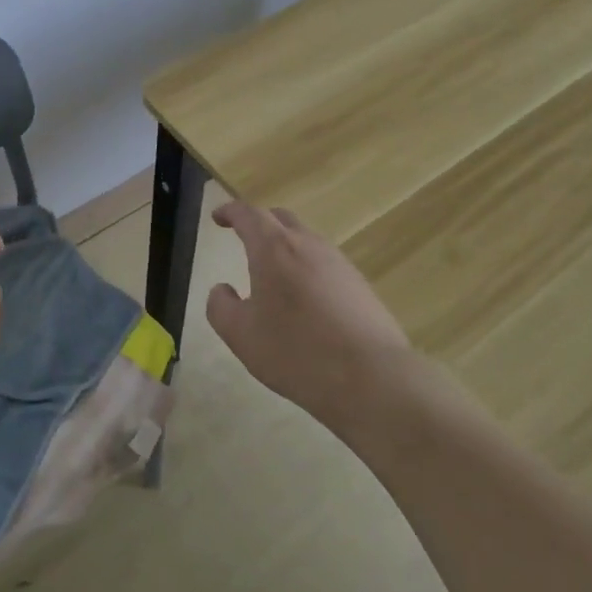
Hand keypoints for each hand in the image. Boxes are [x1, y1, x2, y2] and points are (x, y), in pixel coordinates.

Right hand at [206, 200, 415, 433]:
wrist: (374, 378)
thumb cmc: (296, 351)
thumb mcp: (241, 335)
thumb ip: (221, 307)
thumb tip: (222, 290)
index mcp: (273, 248)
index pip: (248, 214)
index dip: (230, 212)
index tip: (218, 217)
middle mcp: (307, 244)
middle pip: (280, 219)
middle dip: (259, 223)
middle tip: (244, 237)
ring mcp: (339, 263)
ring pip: (306, 241)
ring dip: (285, 247)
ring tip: (273, 273)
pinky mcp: (360, 285)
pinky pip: (325, 264)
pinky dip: (307, 269)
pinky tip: (305, 300)